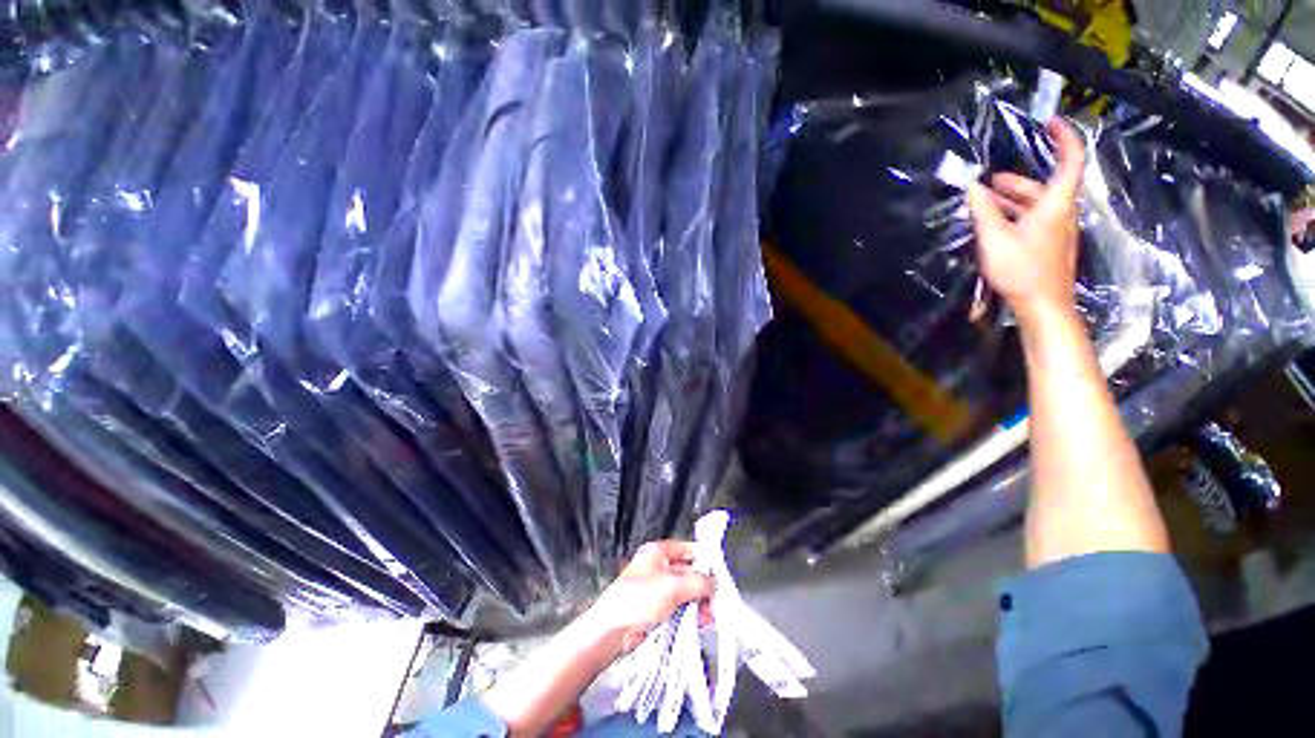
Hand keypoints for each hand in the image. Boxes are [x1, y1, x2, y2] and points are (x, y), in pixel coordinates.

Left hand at [583, 541, 714, 654]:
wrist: (612, 631)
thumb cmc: (637, 600)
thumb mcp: (673, 585)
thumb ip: (698, 581)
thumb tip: (714, 583)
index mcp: (659, 552)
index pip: (689, 549)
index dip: (705, 560)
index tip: (719, 575)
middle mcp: (659, 567)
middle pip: (689, 572)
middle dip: (703, 588)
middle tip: (713, 602)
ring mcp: (658, 589)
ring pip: (686, 593)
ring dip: (698, 604)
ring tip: (706, 618)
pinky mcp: (657, 610)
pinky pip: (679, 608)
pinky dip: (689, 615)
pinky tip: (696, 624)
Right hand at [967, 118, 1086, 324]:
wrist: (1043, 306)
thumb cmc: (1021, 270)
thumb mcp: (995, 239)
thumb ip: (983, 211)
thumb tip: (973, 187)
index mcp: (1055, 204)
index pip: (1070, 160)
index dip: (1063, 137)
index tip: (1047, 122)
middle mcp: (1061, 213)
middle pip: (1044, 186)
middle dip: (1015, 181)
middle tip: (986, 183)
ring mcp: (1057, 230)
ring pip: (1036, 205)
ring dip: (1011, 200)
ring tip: (983, 203)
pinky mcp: (1049, 245)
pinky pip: (1033, 220)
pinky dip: (1014, 215)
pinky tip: (993, 224)